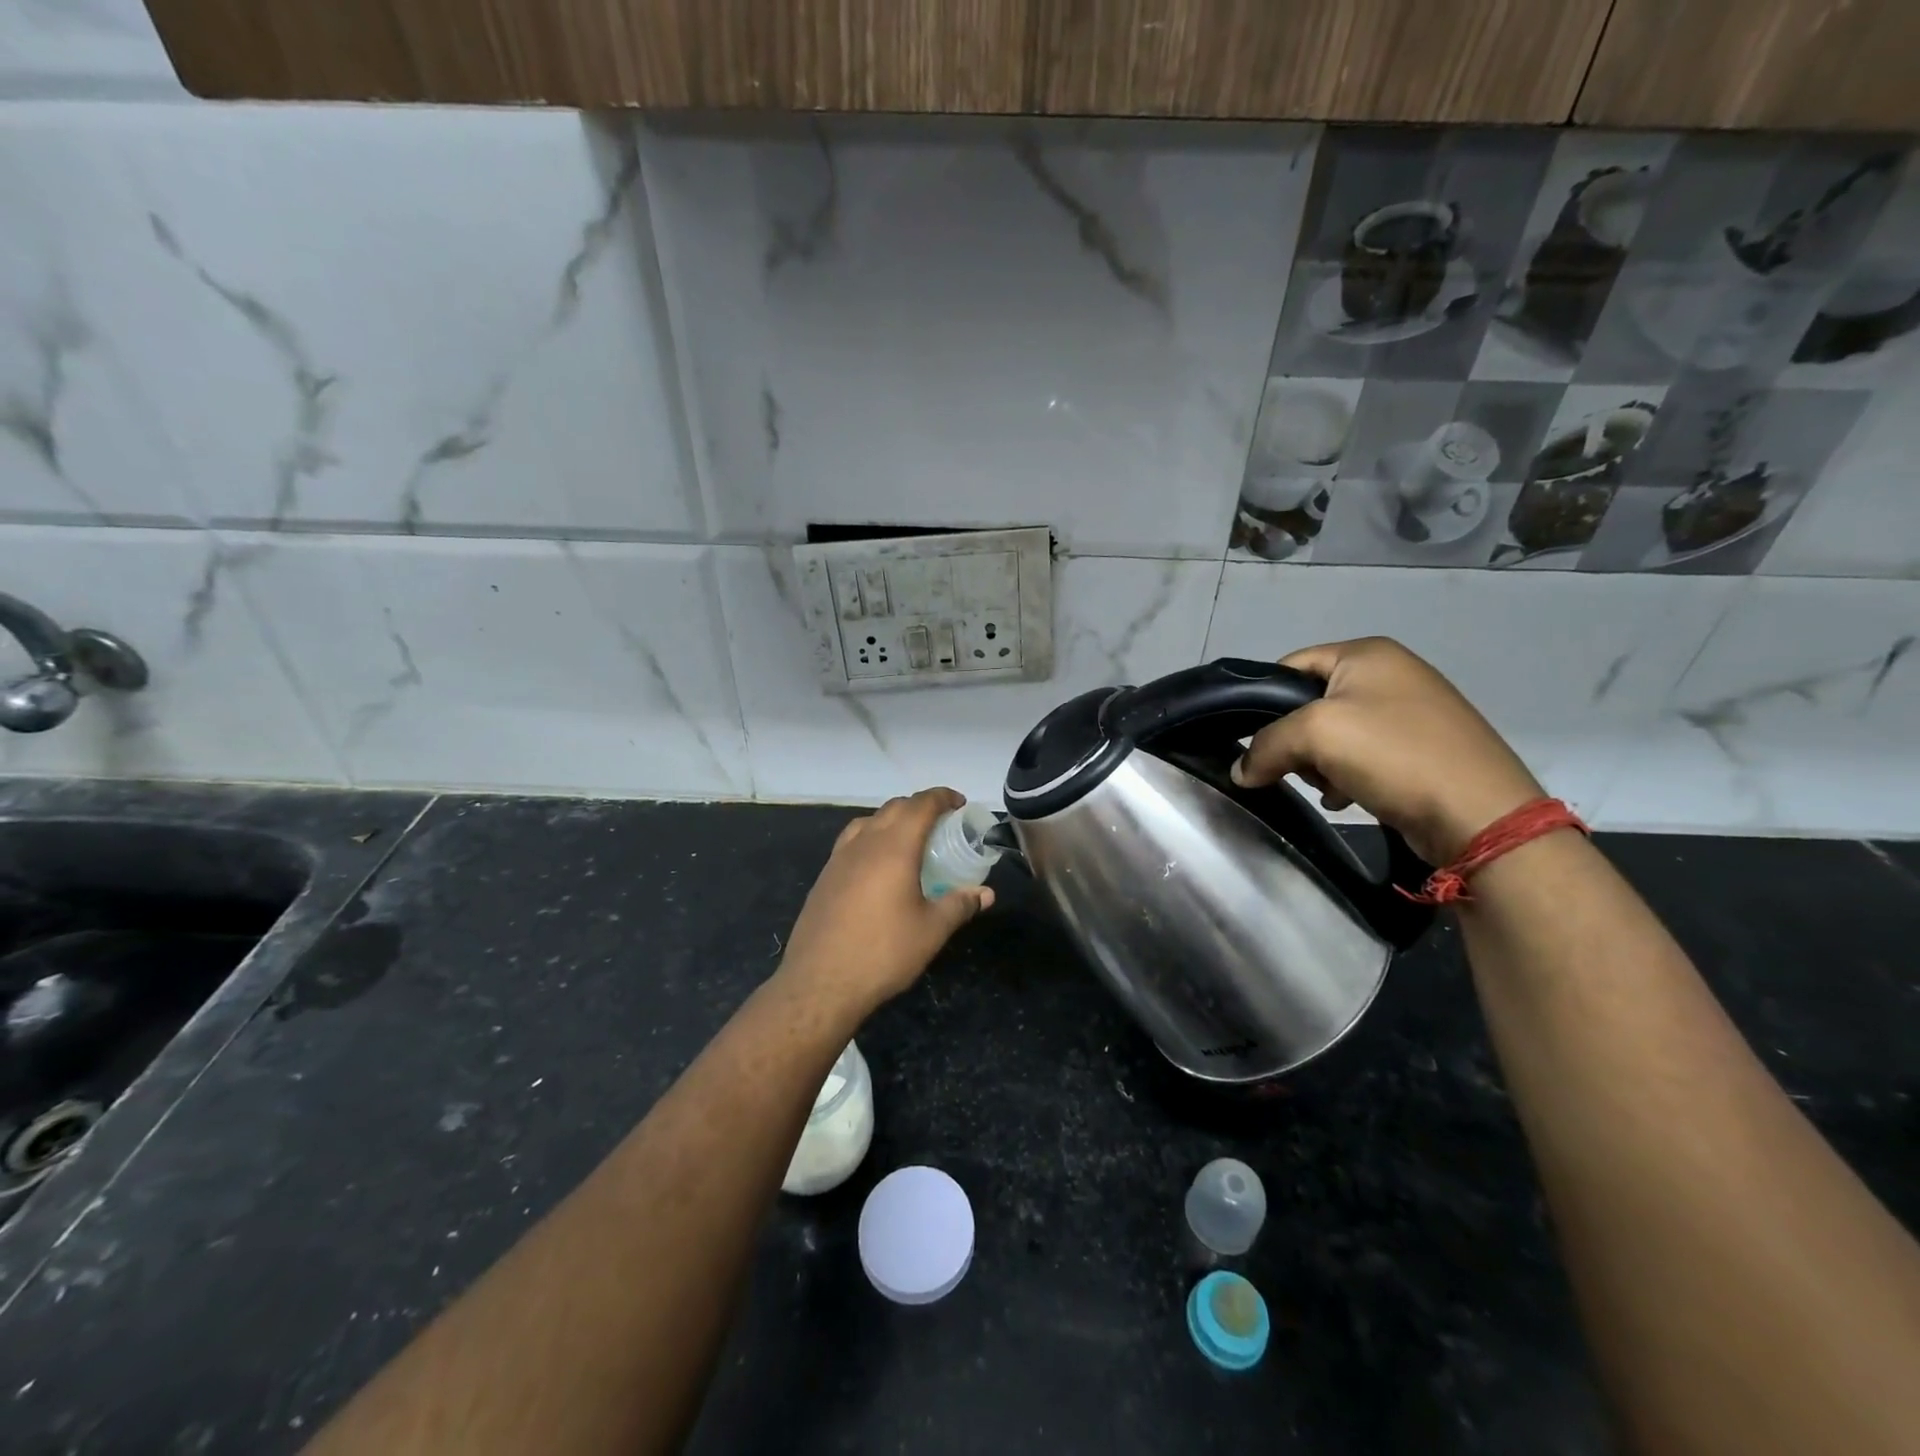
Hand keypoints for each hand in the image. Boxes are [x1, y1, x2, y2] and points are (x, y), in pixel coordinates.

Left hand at [778, 787, 994, 1013]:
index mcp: (894, 847)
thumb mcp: (932, 931)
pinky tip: (878, 865)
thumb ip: (960, 905)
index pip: (921, 805)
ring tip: (910, 840)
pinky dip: (872, 837)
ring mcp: (839, 858)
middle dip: (920, 806)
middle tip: (941, 823)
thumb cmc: (883, 952)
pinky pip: (852, 841)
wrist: (819, 982)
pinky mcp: (825, 876)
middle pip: (894, 807)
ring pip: (869, 821)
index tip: (959, 803)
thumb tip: (986, 893)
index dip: (942, 797)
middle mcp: (865, 842)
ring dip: (893, 819)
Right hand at [1231, 637, 1543, 864]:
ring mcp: (1410, 712)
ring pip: (1333, 735)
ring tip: (1327, 788)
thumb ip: (1265, 745)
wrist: (1479, 814)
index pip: (1289, 666)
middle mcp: (1391, 673)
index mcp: (1367, 653)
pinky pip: (1361, 756)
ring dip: (1318, 764)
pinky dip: (1345, 776)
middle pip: (1309, 703)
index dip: (1263, 701)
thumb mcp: (1315, 735)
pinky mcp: (1420, 749)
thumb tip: (1240, 771)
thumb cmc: (1394, 755)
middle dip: (1294, 740)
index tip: (1252, 739)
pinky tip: (1346, 798)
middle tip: (1297, 768)